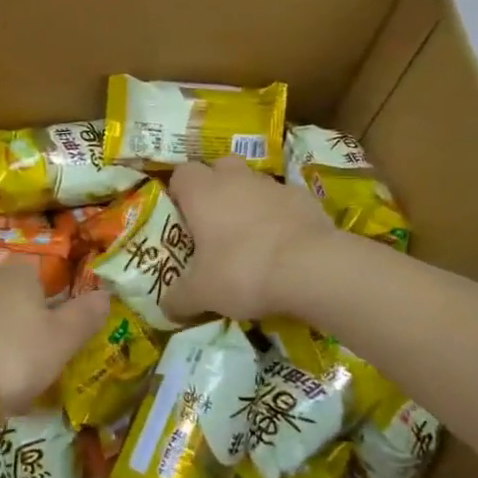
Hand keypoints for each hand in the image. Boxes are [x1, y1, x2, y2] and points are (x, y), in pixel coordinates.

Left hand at [0, 257, 109, 413]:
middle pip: (15, 300)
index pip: (40, 271)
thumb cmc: (11, 353)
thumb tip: (106, 293)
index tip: (62, 322)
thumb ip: (84, 317)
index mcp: (22, 276)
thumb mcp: (61, 340)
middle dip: (29, 326)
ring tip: (17, 385)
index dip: (53, 293)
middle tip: (45, 360)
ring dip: (5, 349)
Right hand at [164, 157, 336, 321]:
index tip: (182, 218)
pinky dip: (280, 216)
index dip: (179, 192)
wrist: (311, 267)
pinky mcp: (304, 197)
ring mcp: (272, 185)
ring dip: (248, 202)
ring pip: (252, 183)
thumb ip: (179, 298)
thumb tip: (166, 309)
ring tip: (251, 239)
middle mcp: (235, 178)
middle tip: (214, 223)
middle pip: (219, 168)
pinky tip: (283, 245)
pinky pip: (283, 201)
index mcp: (202, 191)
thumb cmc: (243, 271)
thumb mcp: (202, 293)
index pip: (181, 173)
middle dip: (215, 188)